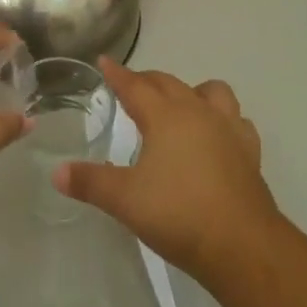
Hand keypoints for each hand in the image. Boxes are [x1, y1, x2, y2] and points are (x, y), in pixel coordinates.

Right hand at [54, 59, 278, 281]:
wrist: (243, 246)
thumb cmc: (179, 214)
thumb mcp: (125, 200)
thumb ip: (90, 182)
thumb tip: (57, 173)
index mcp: (166, 116)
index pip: (135, 86)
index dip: (116, 74)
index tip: (104, 61)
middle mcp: (197, 112)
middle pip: (169, 83)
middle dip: (148, 80)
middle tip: (132, 86)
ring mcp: (228, 130)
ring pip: (211, 92)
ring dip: (192, 91)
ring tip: (180, 106)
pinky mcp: (249, 152)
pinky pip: (237, 121)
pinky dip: (224, 120)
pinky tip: (217, 136)